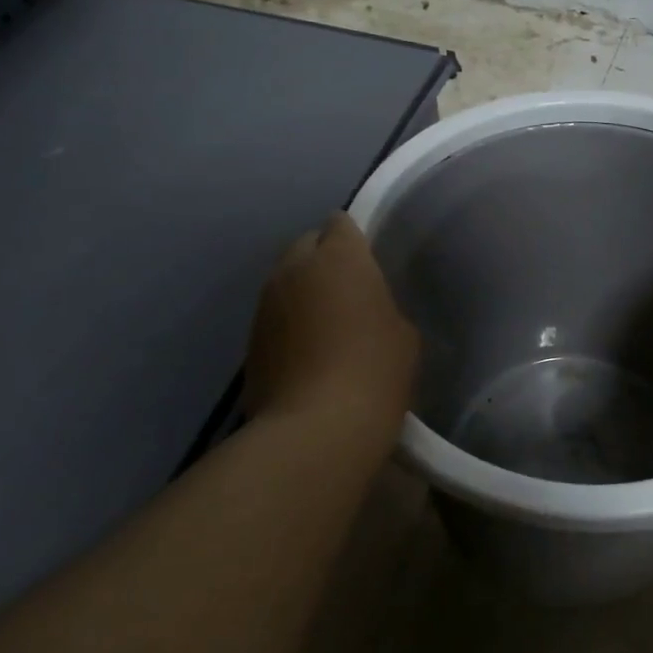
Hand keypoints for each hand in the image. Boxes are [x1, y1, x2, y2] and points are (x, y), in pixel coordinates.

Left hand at [242, 213, 418, 441]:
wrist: (316, 428)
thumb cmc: (374, 371)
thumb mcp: (403, 334)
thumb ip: (382, 306)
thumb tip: (366, 310)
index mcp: (339, 257)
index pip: (341, 224)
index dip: (354, 239)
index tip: (368, 262)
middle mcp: (294, 269)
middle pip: (306, 245)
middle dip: (323, 259)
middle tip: (348, 290)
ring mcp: (265, 304)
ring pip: (285, 281)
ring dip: (303, 292)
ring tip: (326, 323)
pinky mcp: (249, 340)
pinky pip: (274, 316)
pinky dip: (289, 324)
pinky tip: (307, 353)